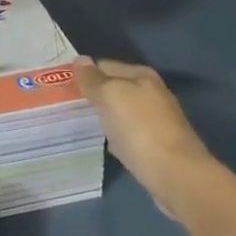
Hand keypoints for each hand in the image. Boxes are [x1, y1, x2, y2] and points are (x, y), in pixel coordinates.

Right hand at [76, 57, 211, 202]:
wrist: (175, 175)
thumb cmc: (140, 128)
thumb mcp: (110, 95)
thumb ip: (93, 79)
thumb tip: (80, 59)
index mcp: (142, 76)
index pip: (104, 65)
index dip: (83, 74)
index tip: (60, 86)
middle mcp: (151, 94)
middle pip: (113, 89)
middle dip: (91, 96)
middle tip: (63, 105)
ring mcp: (154, 121)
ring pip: (118, 112)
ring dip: (101, 116)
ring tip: (75, 122)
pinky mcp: (154, 145)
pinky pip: (125, 133)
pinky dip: (112, 136)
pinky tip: (100, 143)